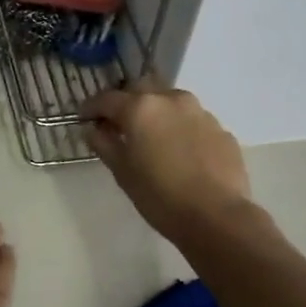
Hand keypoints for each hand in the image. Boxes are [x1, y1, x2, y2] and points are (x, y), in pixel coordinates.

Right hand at [82, 78, 251, 244]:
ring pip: (171, 102)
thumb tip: (92, 129)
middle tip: (119, 124)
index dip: (92, 108)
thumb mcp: (122, 172)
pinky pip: (193, 121)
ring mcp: (201, 113)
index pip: (107, 99)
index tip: (84, 118)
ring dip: (157, 112)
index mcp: (141, 108)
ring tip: (153, 137)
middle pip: (142, 89)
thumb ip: (104, 144)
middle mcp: (171, 100)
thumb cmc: (159, 196)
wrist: (217, 216)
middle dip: (127, 102)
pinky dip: (181, 129)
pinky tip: (181, 153)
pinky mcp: (221, 130)